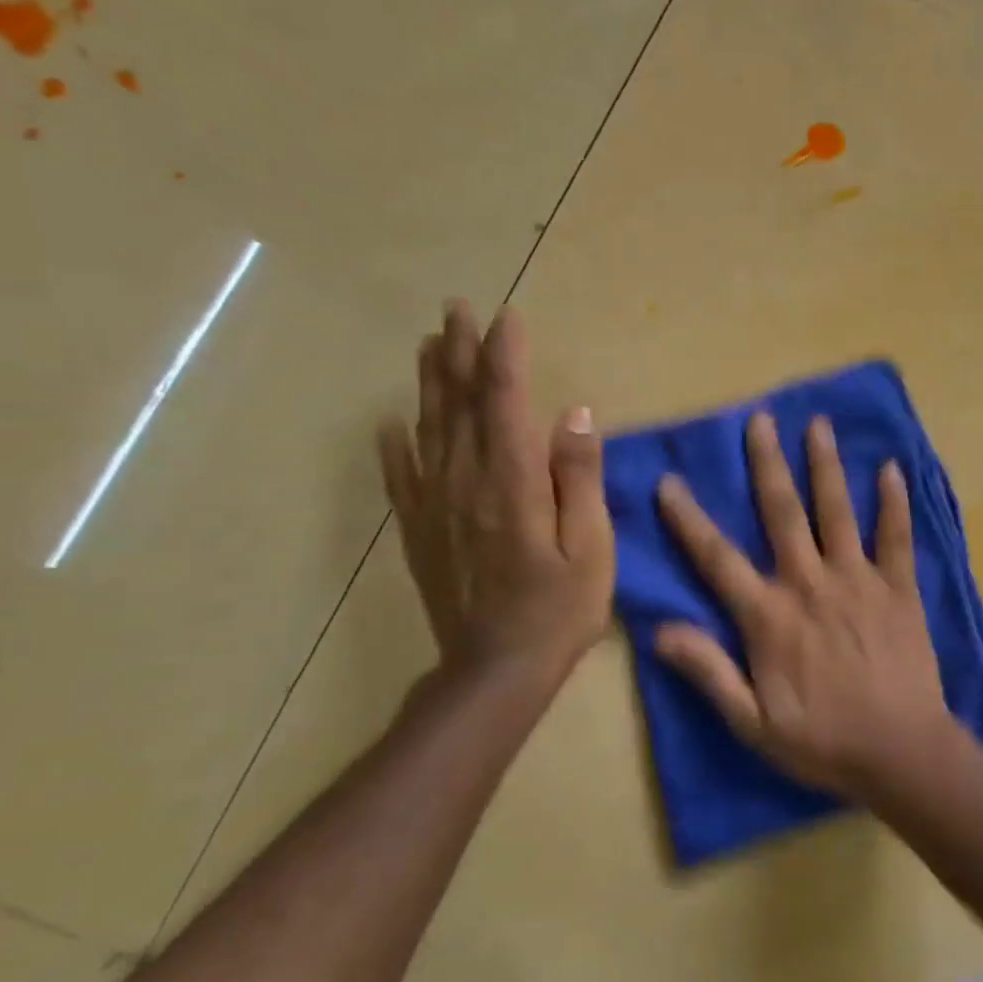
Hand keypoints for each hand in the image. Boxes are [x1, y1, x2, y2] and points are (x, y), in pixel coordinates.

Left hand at [378, 302, 613, 695]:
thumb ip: (579, 478)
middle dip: (461, 353)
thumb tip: (574, 414)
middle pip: (460, 404)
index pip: (504, 401)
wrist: (495, 671)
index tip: (506, 318)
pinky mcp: (422, 530)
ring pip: (429, 429)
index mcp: (512, 482)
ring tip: (430, 344)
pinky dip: (396, 444)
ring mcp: (436, 505)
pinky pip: (403, 476)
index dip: (505, 356)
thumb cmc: (559, 609)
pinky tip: (391, 423)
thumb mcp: (591, 546)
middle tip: (456, 310)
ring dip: (431, 383)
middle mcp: (466, 481)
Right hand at [653, 413, 955, 799]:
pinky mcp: (899, 588)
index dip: (689, 519)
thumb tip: (659, 630)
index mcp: (769, 616)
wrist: (901, 752)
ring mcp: (858, 581)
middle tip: (760, 419)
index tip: (671, 481)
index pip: (718, 558)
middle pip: (783, 513)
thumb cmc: (822, 742)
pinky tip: (891, 468)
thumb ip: (708, 671)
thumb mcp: (752, 722)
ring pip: (836, 511)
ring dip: (825, 465)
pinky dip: (894, 502)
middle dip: (768, 464)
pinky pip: (896, 537)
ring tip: (819, 424)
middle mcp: (809, 584)